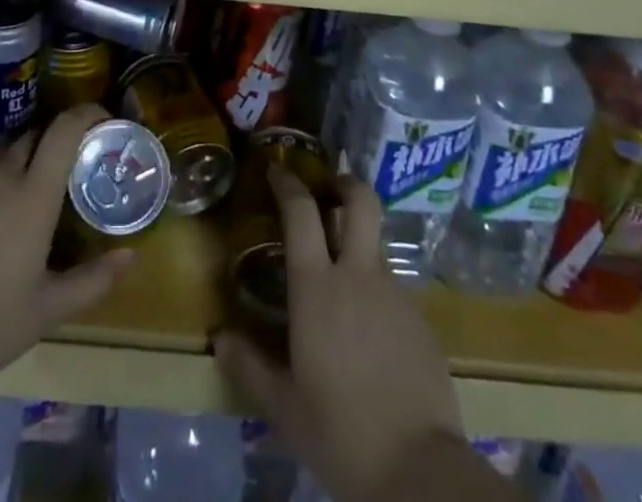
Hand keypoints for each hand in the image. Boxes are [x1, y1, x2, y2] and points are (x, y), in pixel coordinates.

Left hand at [0, 105, 132, 403]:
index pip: (64, 131)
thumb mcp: (48, 309)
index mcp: (33, 196)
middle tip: (68, 160)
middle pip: (34, 134)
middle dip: (56, 138)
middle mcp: (1, 174)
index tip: (102, 119)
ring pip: (3, 143)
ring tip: (30, 173)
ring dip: (23, 148)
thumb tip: (131, 256)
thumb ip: (93, 279)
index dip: (86, 114)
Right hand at [215, 170, 463, 501]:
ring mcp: (396, 294)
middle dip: (345, 183)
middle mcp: (358, 275)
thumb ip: (249, 367)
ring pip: (376, 245)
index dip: (288, 183)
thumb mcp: (284, 408)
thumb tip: (220, 339)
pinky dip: (377, 292)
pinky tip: (370, 330)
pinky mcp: (422, 320)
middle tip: (330, 188)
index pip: (301, 212)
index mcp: (317, 287)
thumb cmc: (341, 432)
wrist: (421, 471)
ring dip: (360, 244)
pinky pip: (394, 289)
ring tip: (344, 276)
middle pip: (360, 201)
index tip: (277, 170)